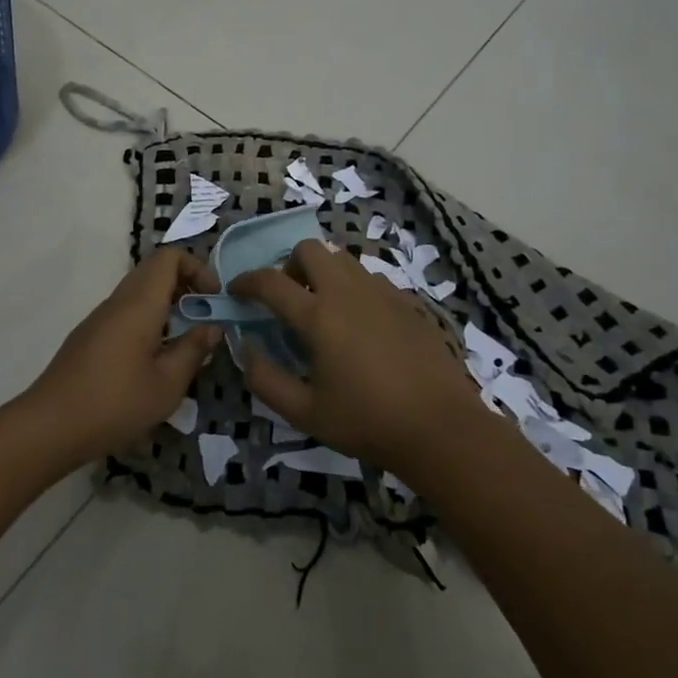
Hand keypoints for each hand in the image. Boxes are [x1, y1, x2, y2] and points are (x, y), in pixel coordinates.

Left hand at [24, 249, 220, 467]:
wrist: (49, 427)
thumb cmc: (115, 403)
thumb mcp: (167, 384)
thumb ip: (193, 350)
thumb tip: (213, 328)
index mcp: (139, 304)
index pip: (169, 257)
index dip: (197, 268)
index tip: (214, 299)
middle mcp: (118, 302)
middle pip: (154, 271)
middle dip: (185, 286)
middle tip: (205, 317)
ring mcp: (99, 319)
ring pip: (138, 293)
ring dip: (166, 306)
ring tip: (185, 342)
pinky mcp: (89, 338)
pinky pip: (125, 313)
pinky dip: (148, 321)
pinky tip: (154, 360)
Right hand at [230, 240, 482, 471]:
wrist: (441, 428)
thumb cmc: (367, 422)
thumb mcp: (305, 413)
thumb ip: (266, 380)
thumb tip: (245, 348)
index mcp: (319, 316)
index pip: (270, 281)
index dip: (245, 281)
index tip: (235, 290)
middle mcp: (349, 292)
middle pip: (310, 249)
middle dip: (289, 265)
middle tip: (289, 299)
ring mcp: (383, 293)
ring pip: (343, 259)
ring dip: (323, 273)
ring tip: (324, 310)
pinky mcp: (408, 303)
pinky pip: (371, 279)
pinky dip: (354, 289)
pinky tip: (361, 325)